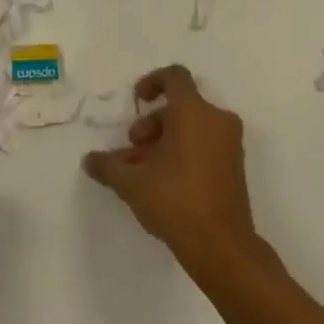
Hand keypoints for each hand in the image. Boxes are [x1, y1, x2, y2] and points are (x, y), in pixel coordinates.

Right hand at [82, 65, 257, 272]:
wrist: (223, 247)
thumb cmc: (176, 201)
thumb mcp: (132, 182)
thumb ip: (107, 165)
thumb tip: (89, 160)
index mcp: (194, 112)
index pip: (174, 76)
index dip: (152, 82)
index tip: (136, 100)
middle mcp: (216, 120)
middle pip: (179, 106)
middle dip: (151, 124)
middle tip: (132, 149)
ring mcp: (229, 144)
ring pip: (190, 128)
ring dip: (163, 141)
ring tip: (141, 171)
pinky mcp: (234, 166)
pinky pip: (204, 145)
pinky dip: (181, 153)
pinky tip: (160, 182)